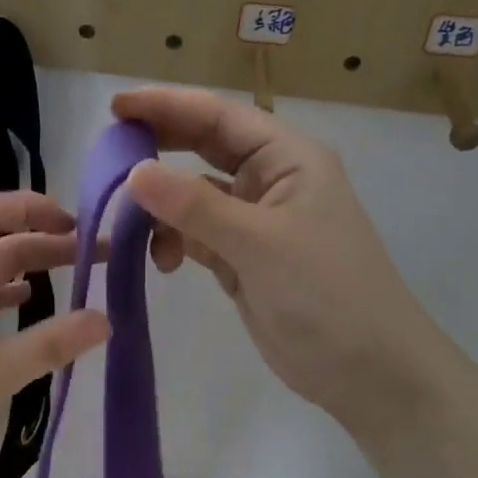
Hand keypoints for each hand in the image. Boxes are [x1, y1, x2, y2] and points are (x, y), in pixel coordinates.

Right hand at [113, 87, 459, 441]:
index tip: (115, 107)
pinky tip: (165, 261)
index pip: (220, 116)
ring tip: (129, 222)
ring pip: (195, 195)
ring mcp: (257, 221)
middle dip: (159, 148)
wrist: (368, 371)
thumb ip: (194, 206)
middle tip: (108, 153)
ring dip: (163, 205)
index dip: (167, 106)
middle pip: (205, 148)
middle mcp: (272, 180)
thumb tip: (133, 172)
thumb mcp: (259, 243)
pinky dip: (175, 241)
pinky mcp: (244, 258)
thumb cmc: (326, 294)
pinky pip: (197, 234)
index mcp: (288, 158)